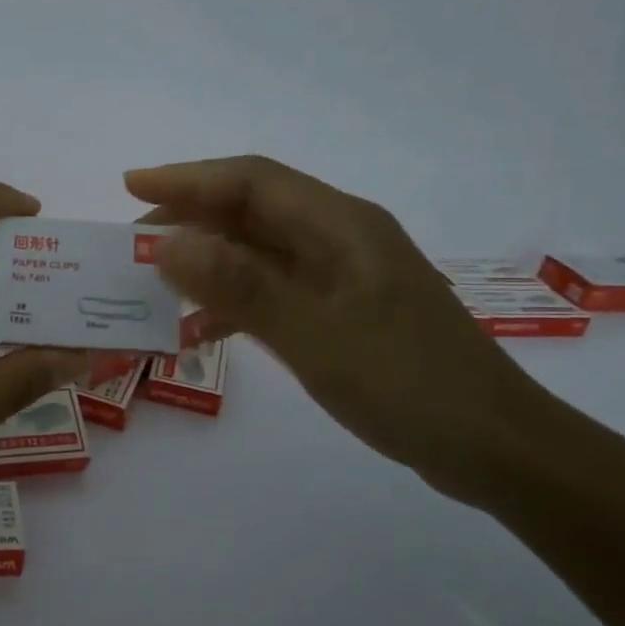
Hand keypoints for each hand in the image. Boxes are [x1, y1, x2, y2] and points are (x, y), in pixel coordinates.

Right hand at [126, 155, 560, 502]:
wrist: (493, 446)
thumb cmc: (408, 385)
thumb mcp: (316, 335)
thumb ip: (240, 287)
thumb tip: (168, 243)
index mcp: (340, 225)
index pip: (251, 180)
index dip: (188, 178)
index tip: (131, 187)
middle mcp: (339, 237)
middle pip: (251, 210)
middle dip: (188, 220)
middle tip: (132, 247)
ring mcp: (342, 275)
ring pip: (258, 251)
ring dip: (206, 260)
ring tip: (155, 283)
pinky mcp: (342, 310)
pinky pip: (273, 289)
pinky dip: (232, 299)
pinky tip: (201, 328)